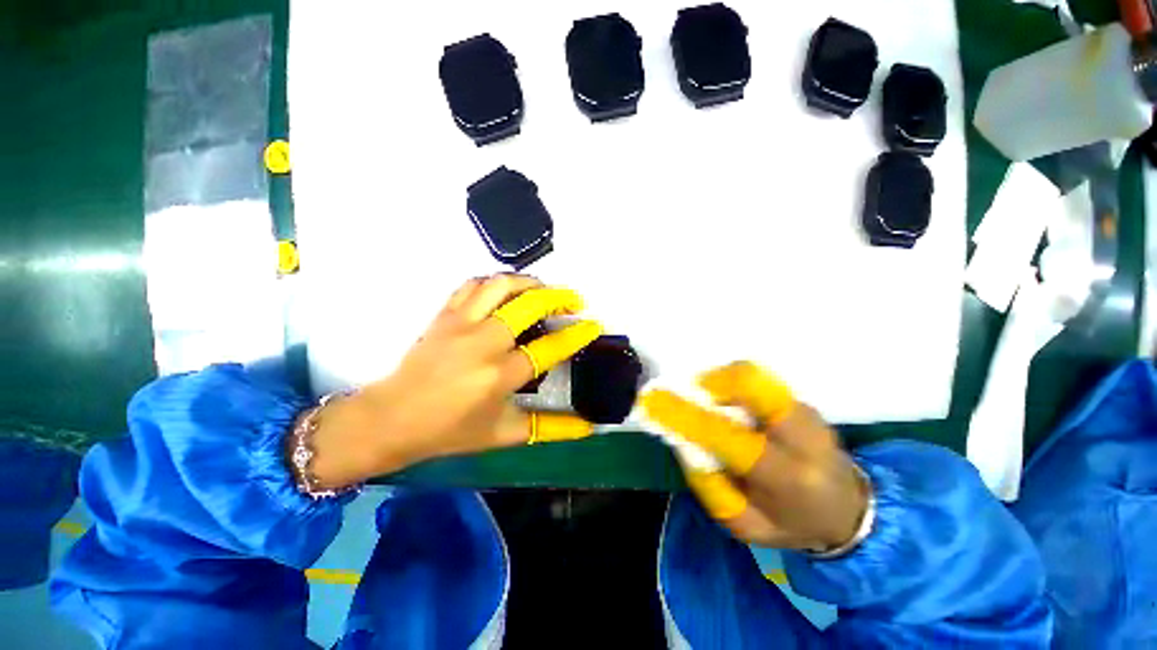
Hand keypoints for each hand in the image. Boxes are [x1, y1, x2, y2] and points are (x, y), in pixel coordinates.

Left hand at [305, 274, 602, 488]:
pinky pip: (473, 284)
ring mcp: (461, 323)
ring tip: (544, 290)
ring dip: (529, 283)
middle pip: (529, 304)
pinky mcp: (444, 314)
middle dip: (559, 298)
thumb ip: (551, 428)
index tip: (594, 325)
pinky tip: (506, 291)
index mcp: (499, 375)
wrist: (392, 417)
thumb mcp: (505, 434)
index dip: (577, 335)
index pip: (549, 348)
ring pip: (501, 285)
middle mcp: (483, 342)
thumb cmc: (450, 430)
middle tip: (573, 301)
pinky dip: (495, 282)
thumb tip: (588, 426)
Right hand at [640, 362, 869, 551]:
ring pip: (750, 375)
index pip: (726, 435)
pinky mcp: (800, 400)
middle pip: (748, 383)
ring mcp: (805, 411)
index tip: (653, 401)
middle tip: (689, 397)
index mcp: (787, 475)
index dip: (684, 414)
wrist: (850, 511)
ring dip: (717, 384)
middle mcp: (801, 433)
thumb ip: (709, 484)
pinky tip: (728, 407)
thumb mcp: (744, 525)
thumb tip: (682, 438)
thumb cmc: (793, 524)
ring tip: (707, 405)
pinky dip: (730, 387)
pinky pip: (756, 381)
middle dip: (708, 384)